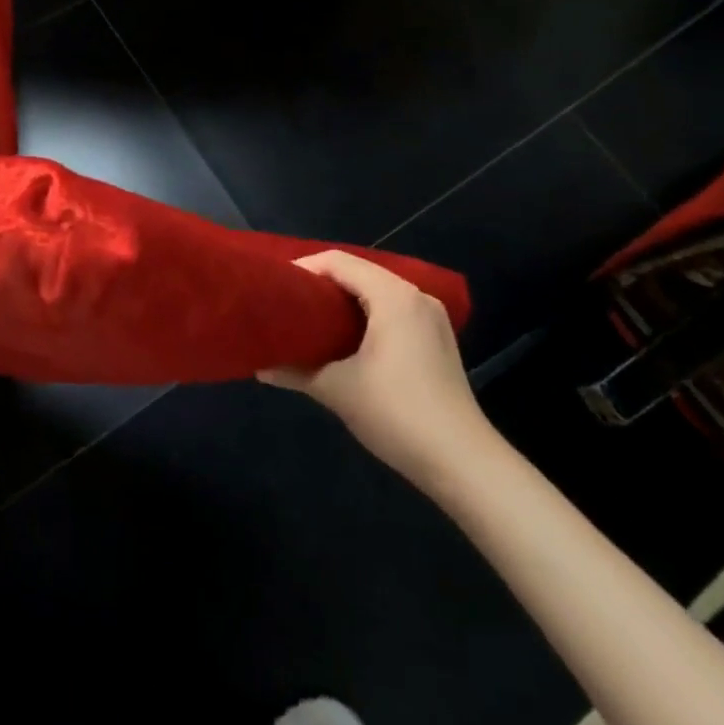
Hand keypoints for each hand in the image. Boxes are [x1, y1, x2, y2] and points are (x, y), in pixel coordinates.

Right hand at [260, 250, 492, 482]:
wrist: (463, 462)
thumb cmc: (397, 414)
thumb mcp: (337, 390)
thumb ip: (295, 371)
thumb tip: (259, 366)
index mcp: (393, 296)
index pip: (339, 262)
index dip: (304, 268)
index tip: (276, 286)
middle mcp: (415, 296)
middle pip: (360, 272)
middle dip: (322, 283)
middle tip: (289, 302)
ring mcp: (432, 318)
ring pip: (378, 291)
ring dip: (345, 300)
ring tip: (311, 319)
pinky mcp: (438, 339)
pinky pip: (394, 310)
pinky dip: (367, 314)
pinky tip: (347, 338)